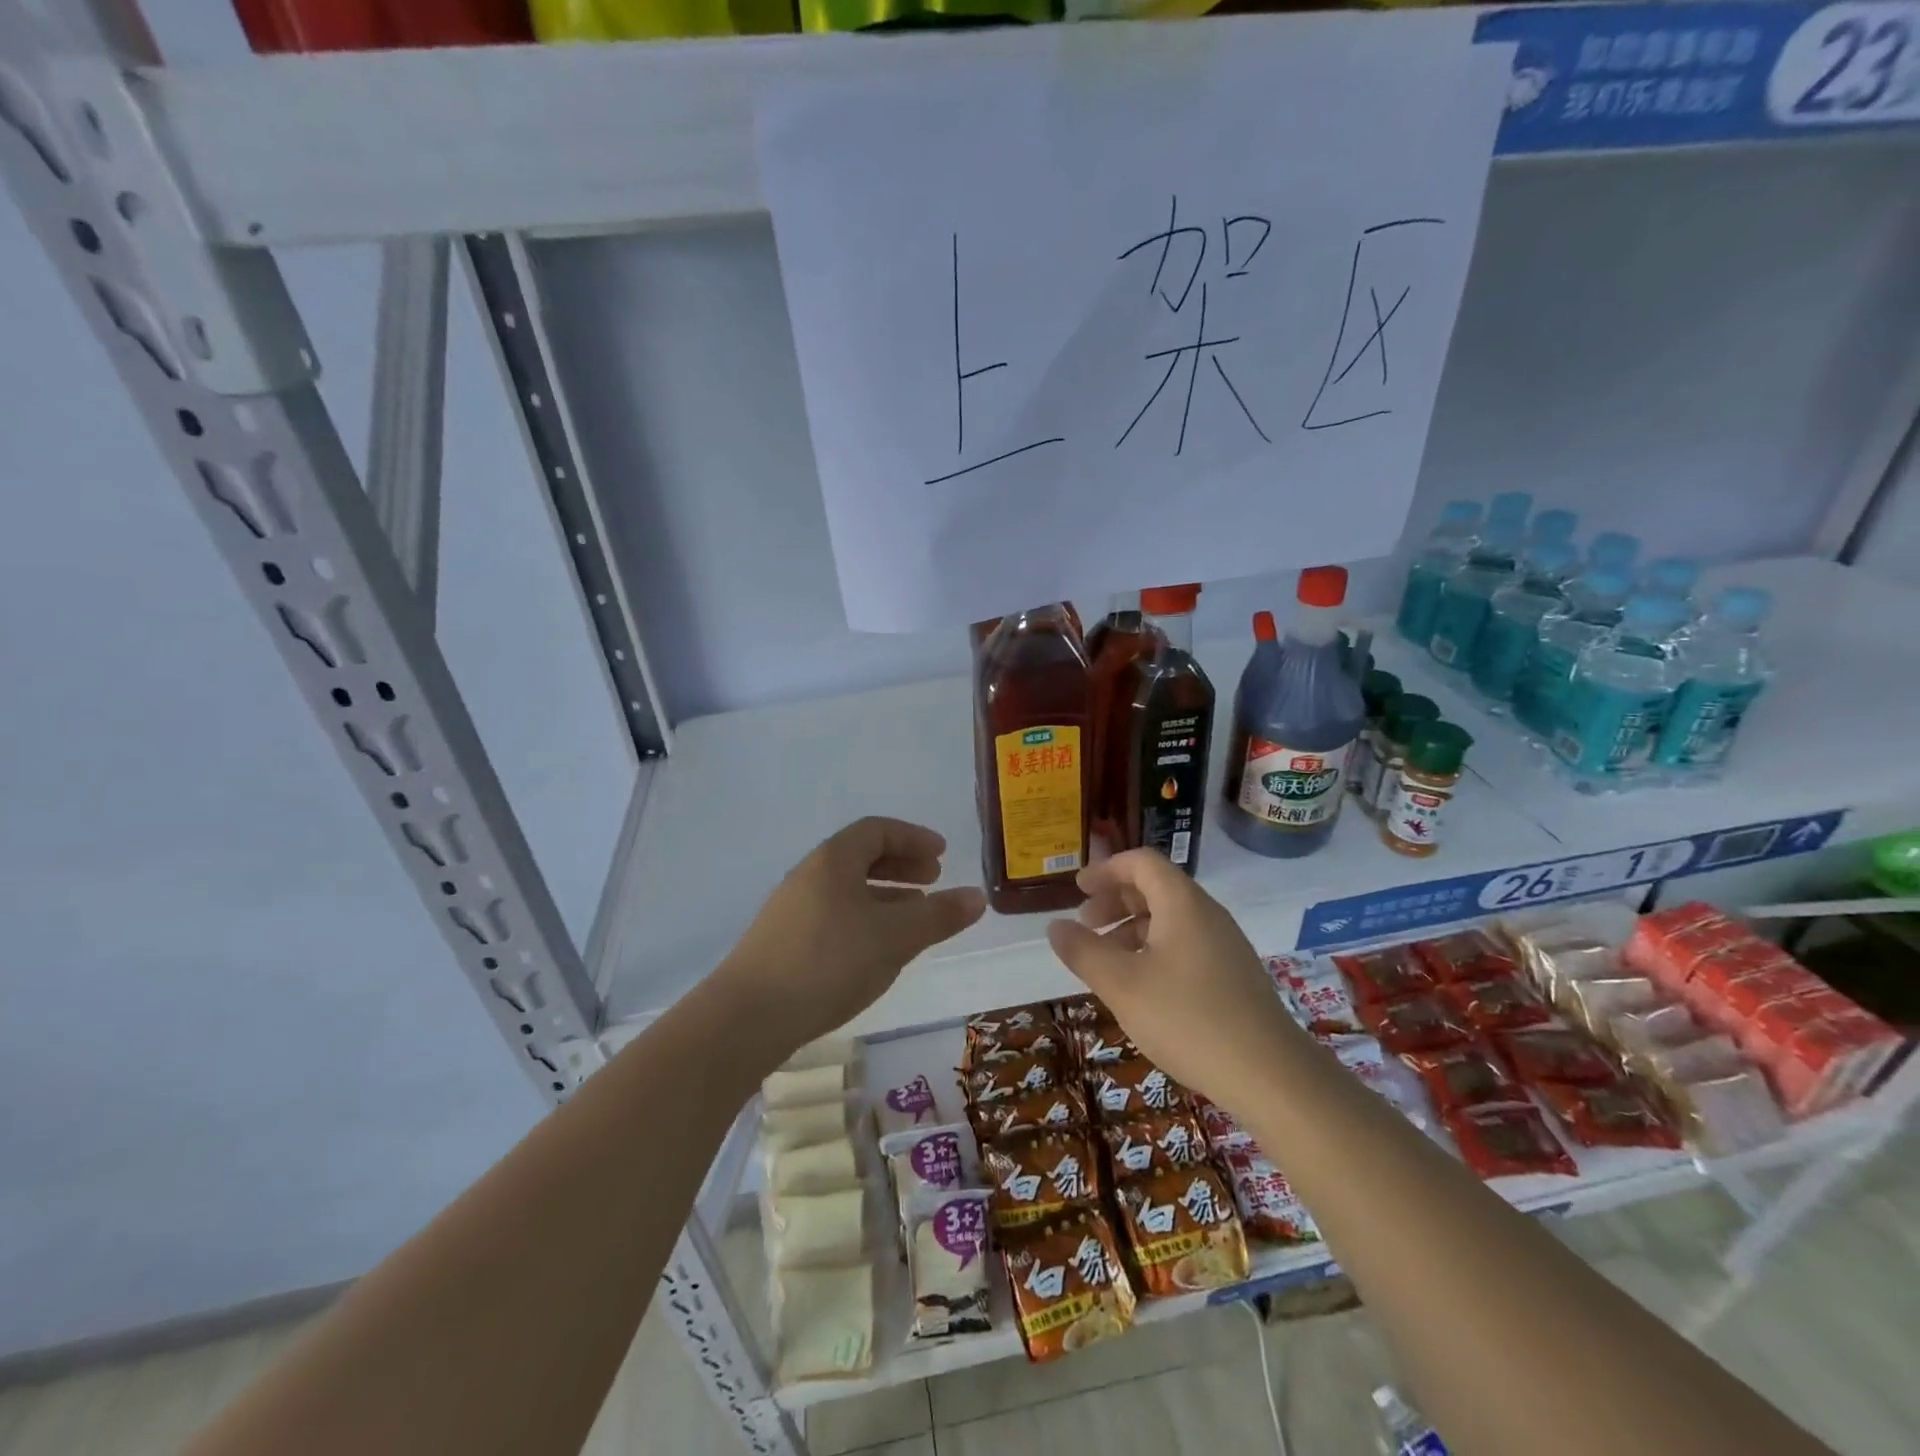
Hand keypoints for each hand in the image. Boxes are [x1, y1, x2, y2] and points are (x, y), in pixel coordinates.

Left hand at [717, 817, 985, 1055]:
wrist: (747, 1018)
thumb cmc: (829, 962)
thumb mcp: (894, 937)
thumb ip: (938, 915)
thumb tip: (977, 897)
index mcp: (833, 861)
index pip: (877, 830)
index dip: (913, 837)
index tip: (942, 854)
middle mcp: (809, 876)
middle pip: (860, 856)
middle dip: (901, 864)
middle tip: (933, 879)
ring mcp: (791, 910)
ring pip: (847, 889)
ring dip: (884, 895)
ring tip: (912, 917)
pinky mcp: (782, 943)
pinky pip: (834, 915)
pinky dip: (864, 919)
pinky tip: (876, 950)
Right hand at [1045, 849, 1297, 1102]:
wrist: (1271, 1075)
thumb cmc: (1188, 1019)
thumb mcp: (1122, 985)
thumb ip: (1084, 951)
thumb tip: (1055, 926)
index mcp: (1182, 903)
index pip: (1141, 862)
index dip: (1106, 870)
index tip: (1078, 890)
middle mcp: (1207, 914)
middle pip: (1156, 887)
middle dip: (1115, 900)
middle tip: (1085, 925)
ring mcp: (1225, 945)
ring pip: (1171, 919)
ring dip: (1132, 928)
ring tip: (1107, 961)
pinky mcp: (1234, 975)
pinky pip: (1186, 944)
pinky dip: (1154, 949)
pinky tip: (1142, 987)